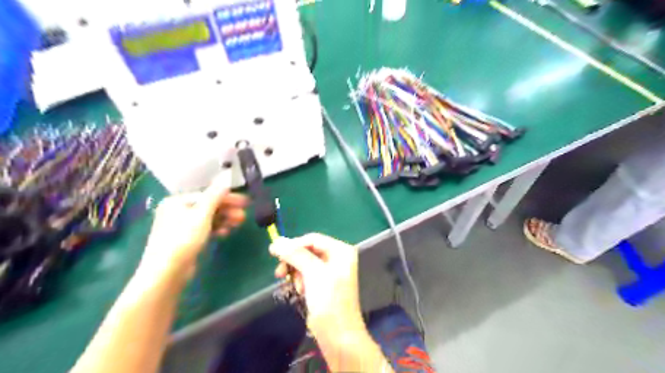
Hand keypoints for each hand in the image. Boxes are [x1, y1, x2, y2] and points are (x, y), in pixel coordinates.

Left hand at [139, 175, 246, 278]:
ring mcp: (181, 226)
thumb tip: (225, 177)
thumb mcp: (202, 214)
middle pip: (208, 206)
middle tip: (244, 215)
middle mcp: (178, 211)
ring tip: (239, 223)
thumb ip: (215, 195)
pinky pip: (205, 229)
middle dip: (228, 210)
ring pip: (208, 218)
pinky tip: (225, 232)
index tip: (245, 202)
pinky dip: (216, 229)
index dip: (228, 198)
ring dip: (224, 219)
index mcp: (178, 201)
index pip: (208, 195)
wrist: (166, 272)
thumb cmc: (183, 239)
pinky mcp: (186, 240)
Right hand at [267, 237, 363, 339]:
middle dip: (294, 261)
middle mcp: (337, 258)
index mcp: (341, 251)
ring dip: (296, 272)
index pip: (313, 239)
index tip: (274, 254)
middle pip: (308, 250)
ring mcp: (331, 271)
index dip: (293, 245)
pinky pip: (306, 274)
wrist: (337, 335)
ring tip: (294, 286)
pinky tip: (299, 291)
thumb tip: (276, 241)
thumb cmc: (329, 301)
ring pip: (305, 263)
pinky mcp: (323, 284)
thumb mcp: (312, 273)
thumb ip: (295, 255)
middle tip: (279, 272)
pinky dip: (300, 281)